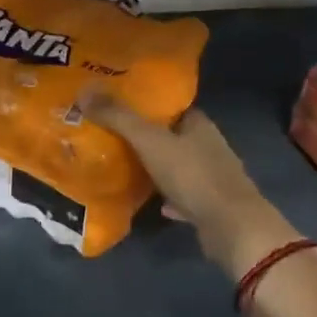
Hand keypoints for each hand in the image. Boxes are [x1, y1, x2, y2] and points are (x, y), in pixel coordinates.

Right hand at [82, 97, 301, 278]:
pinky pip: (181, 196)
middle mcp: (207, 146)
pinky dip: (166, 197)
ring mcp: (210, 177)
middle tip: (110, 135)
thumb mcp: (151, 142)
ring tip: (122, 165)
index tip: (116, 103)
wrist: (231, 227)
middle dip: (146, 136)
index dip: (146, 103)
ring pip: (176, 166)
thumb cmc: (193, 175)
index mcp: (199, 124)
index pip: (171, 106)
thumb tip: (84, 89)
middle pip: (172, 135)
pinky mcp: (208, 205)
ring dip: (155, 167)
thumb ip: (119, 117)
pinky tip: (148, 201)